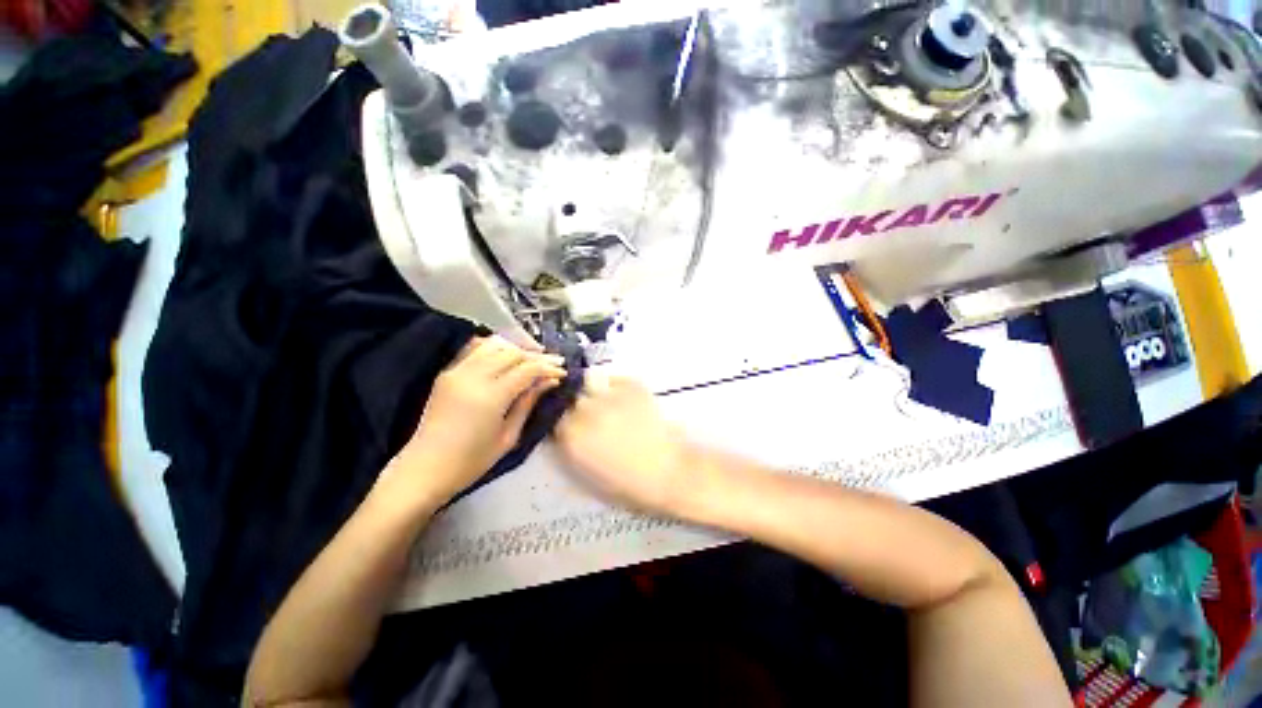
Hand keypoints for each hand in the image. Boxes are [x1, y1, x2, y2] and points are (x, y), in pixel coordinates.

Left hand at [389, 337, 565, 506]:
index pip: (527, 369)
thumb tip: (549, 381)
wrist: (425, 469)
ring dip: (518, 349)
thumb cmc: (471, 461)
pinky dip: (495, 348)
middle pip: (513, 353)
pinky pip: (476, 350)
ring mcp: (457, 371)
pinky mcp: (448, 373)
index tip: (563, 372)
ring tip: (533, 359)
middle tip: (554, 364)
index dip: (548, 368)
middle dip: (537, 356)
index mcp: (491, 396)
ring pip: (495, 345)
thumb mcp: (508, 436)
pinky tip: (507, 356)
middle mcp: (473, 376)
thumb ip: (528, 402)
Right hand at [554, 375, 703, 516]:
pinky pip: (615, 378)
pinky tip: (625, 398)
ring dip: (594, 390)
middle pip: (571, 397)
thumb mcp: (587, 474)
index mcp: (572, 436)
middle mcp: (586, 410)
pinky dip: (617, 386)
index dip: (563, 419)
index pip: (555, 417)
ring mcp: (610, 395)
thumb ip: (571, 447)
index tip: (571, 422)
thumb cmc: (628, 483)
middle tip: (592, 413)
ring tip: (608, 401)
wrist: (668, 471)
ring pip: (590, 381)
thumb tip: (565, 431)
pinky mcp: (632, 385)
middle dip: (577, 404)